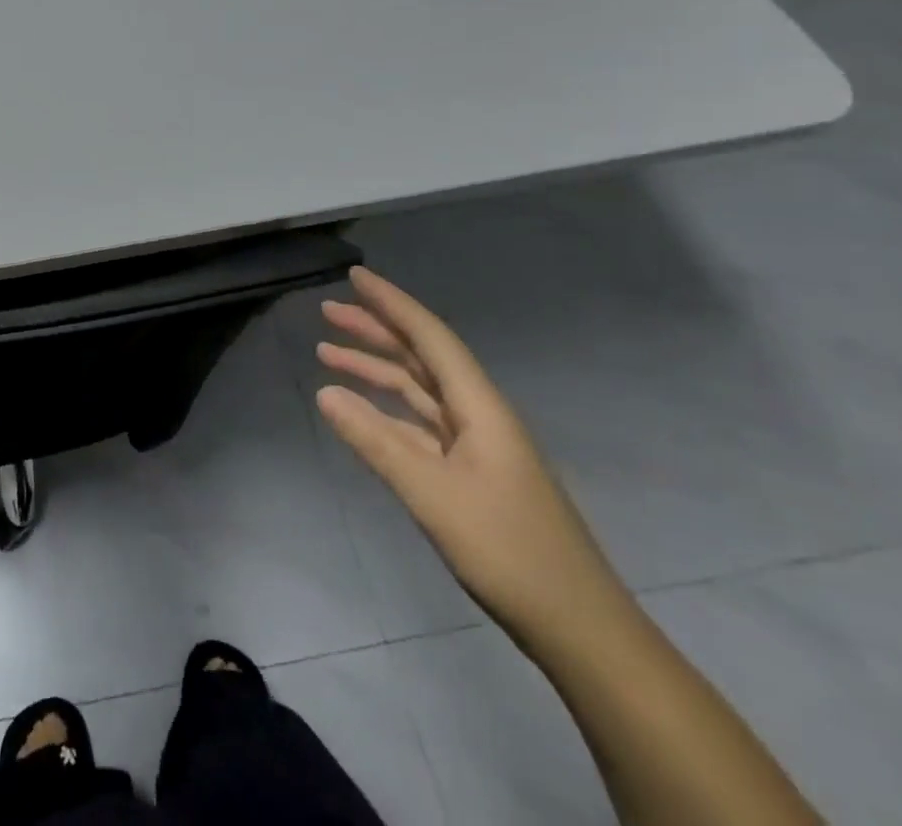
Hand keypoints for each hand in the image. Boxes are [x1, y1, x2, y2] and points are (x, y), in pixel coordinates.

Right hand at [316, 267, 629, 648]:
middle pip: (422, 357)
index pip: (429, 338)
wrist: (577, 627)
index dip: (392, 303)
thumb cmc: (508, 551)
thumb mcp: (431, 493)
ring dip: (375, 369)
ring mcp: (476, 445)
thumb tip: (324, 392)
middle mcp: (478, 414)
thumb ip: (374, 440)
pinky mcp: (471, 474)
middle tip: (328, 310)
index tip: (355, 276)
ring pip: (418, 390)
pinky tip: (359, 410)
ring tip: (327, 352)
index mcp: (479, 407)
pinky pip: (419, 424)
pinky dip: (386, 410)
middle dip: (376, 330)